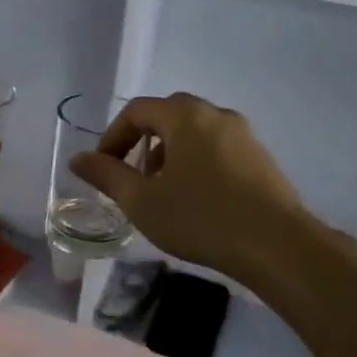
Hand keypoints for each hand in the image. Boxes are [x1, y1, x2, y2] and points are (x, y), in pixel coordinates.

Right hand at [69, 93, 356, 292]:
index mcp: (185, 116)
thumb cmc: (201, 218)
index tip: (102, 168)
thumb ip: (106, 175)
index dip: (112, 137)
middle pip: (168, 115)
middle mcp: (215, 114)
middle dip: (142, 142)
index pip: (137, 111)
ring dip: (170, 153)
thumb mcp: (142, 201)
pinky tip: (197, 199)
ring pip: (194, 132)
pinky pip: (217, 147)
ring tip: (163, 191)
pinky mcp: (261, 157)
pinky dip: (196, 162)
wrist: (278, 245)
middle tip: (132, 177)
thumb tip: (78, 158)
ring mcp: (244, 134)